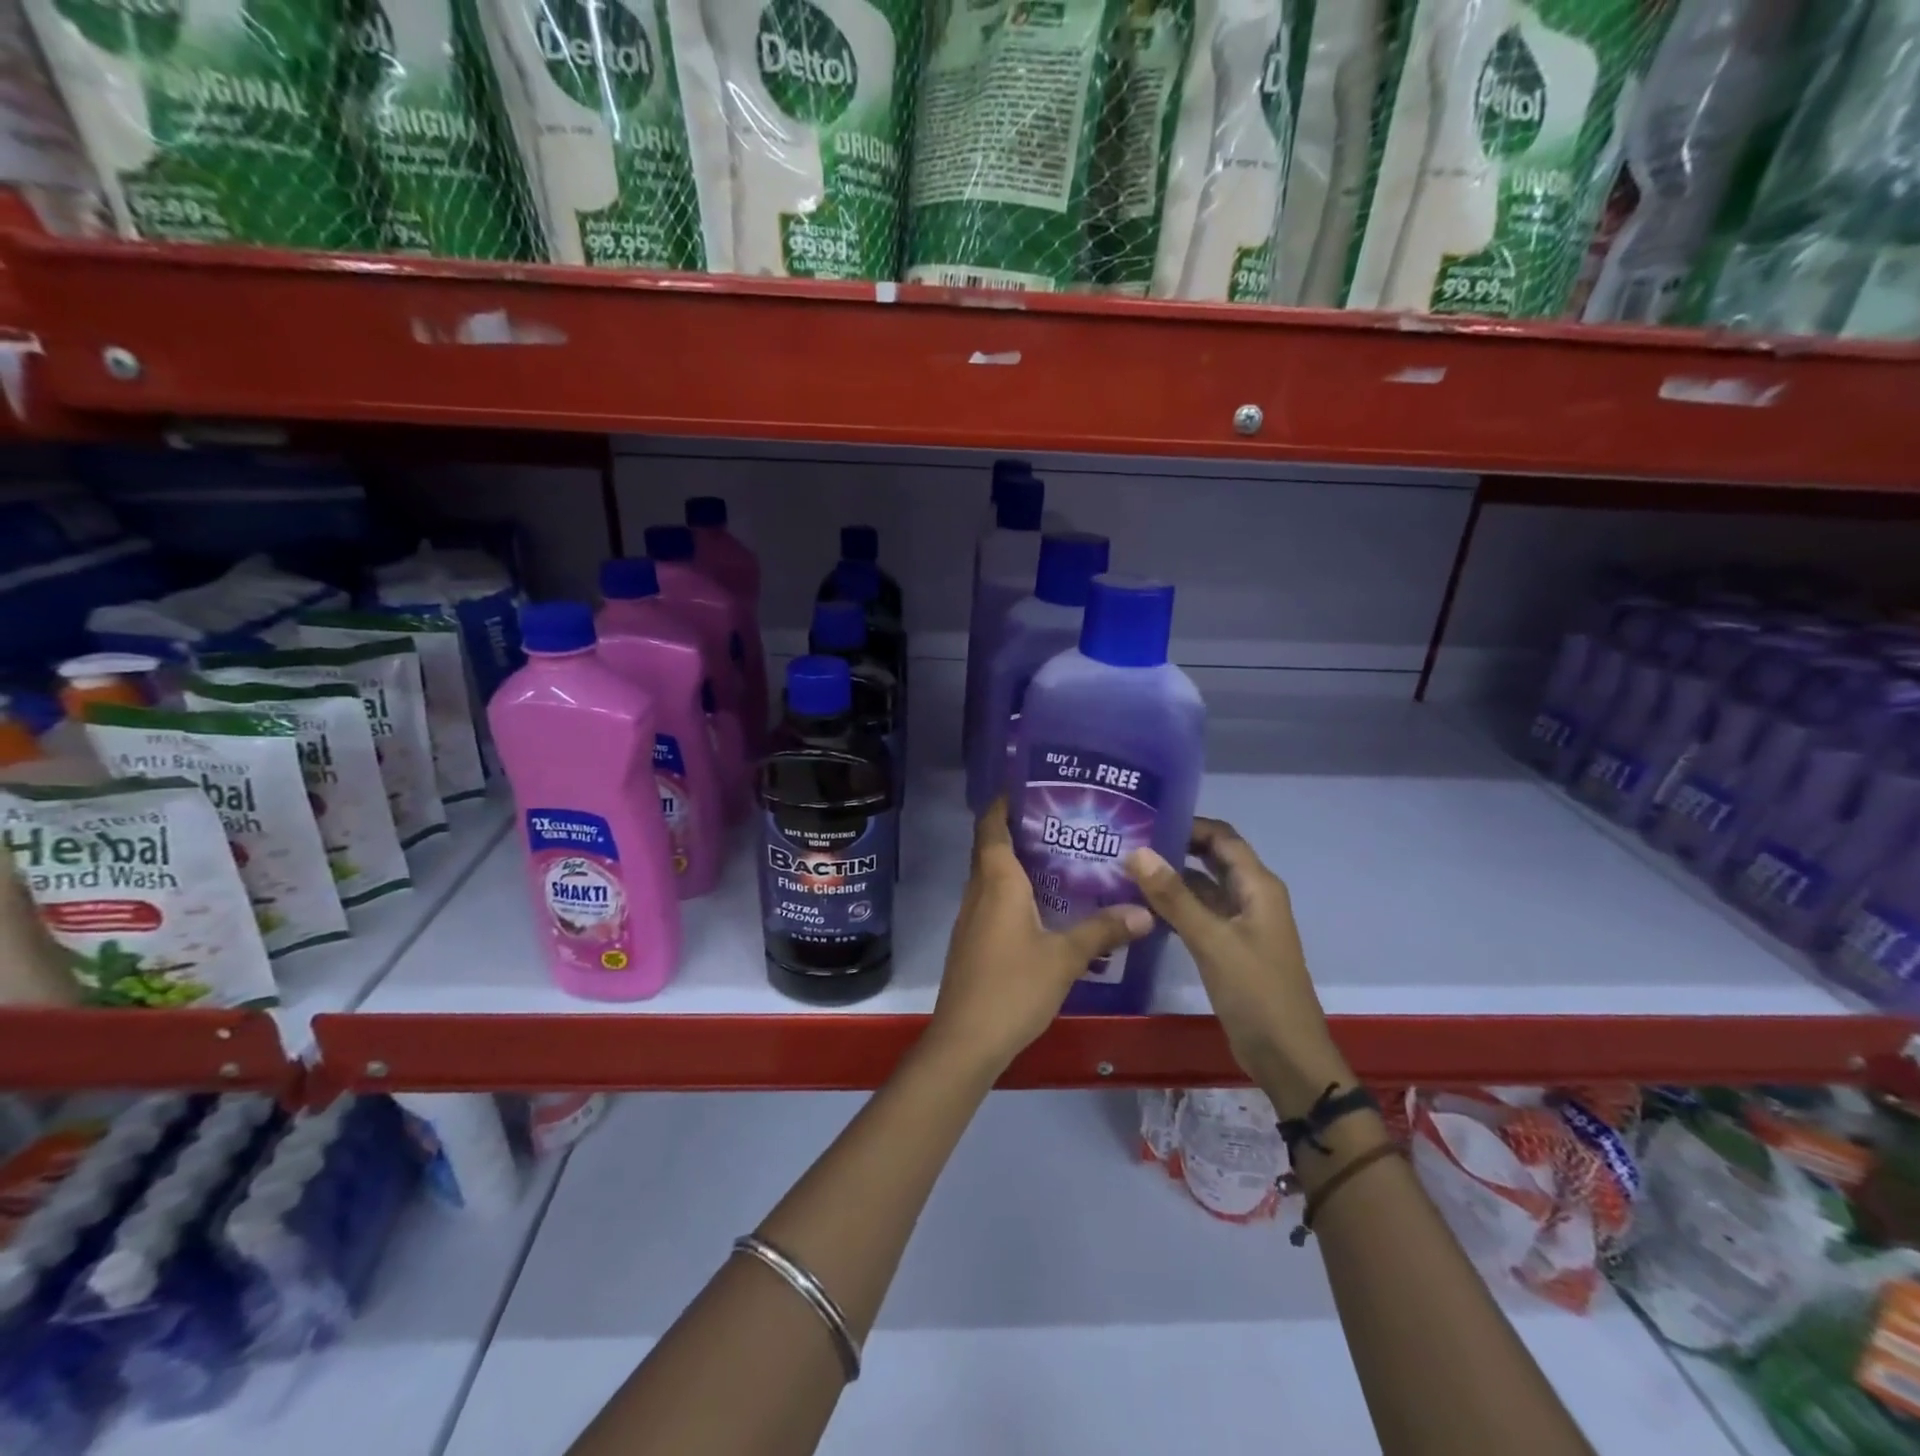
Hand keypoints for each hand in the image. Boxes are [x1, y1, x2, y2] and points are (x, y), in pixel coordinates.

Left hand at [928, 799, 1151, 1075]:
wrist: (966, 1040)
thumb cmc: (1013, 987)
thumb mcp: (1065, 958)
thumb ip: (1103, 930)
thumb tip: (1145, 911)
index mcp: (997, 882)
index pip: (991, 826)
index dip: (1004, 803)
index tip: (1030, 787)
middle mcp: (979, 891)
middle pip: (991, 847)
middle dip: (1019, 830)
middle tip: (1062, 821)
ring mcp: (972, 918)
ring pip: (992, 876)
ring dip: (1018, 862)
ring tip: (1061, 857)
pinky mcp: (973, 941)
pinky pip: (993, 900)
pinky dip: (1014, 891)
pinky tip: (1045, 906)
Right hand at [1124, 818, 1350, 1115]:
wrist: (1287, 1057)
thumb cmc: (1257, 993)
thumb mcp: (1212, 941)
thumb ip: (1174, 896)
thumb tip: (1136, 851)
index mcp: (1258, 886)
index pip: (1221, 837)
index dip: (1187, 822)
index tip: (1144, 818)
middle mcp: (1251, 897)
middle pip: (1212, 858)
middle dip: (1175, 846)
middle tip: (1128, 840)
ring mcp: (1240, 924)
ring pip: (1203, 887)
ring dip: (1171, 877)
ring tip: (1125, 868)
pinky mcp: (1229, 947)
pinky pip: (1199, 914)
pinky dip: (1175, 906)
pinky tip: (1141, 907)